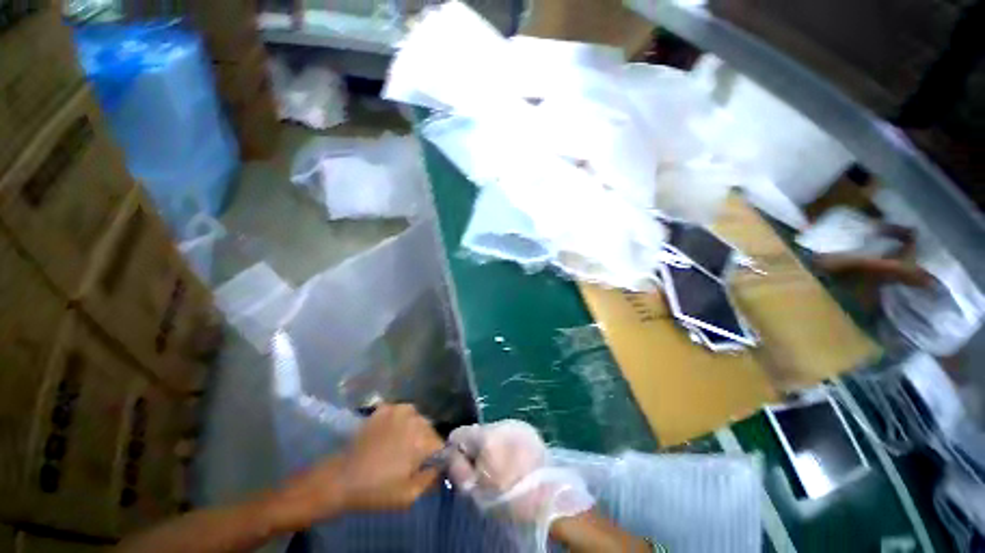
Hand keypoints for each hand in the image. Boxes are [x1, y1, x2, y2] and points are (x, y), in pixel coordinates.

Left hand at [272, 404, 443, 528]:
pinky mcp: (386, 407)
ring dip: (415, 429)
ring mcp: (399, 409)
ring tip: (401, 444)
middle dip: (426, 442)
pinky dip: (401, 420)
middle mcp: (415, 418)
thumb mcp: (409, 495)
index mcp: (423, 439)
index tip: (430, 465)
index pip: (442, 444)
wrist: (342, 478)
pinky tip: (391, 432)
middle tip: (413, 457)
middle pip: (430, 429)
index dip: (438, 456)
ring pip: (418, 418)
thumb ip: (431, 479)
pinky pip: (402, 412)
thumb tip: (442, 467)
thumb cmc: (377, 490)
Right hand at [448, 421, 592, 522]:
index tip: (460, 464)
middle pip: (477, 431)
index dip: (455, 449)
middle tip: (483, 470)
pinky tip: (514, 460)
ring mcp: (517, 424)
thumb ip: (457, 467)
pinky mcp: (529, 429)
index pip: (459, 433)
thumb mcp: (475, 491)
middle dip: (476, 447)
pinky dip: (506, 444)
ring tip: (501, 466)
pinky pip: (509, 433)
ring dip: (492, 445)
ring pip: (493, 431)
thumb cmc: (508, 499)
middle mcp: (501, 423)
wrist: (549, 499)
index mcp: (486, 437)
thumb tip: (448, 452)